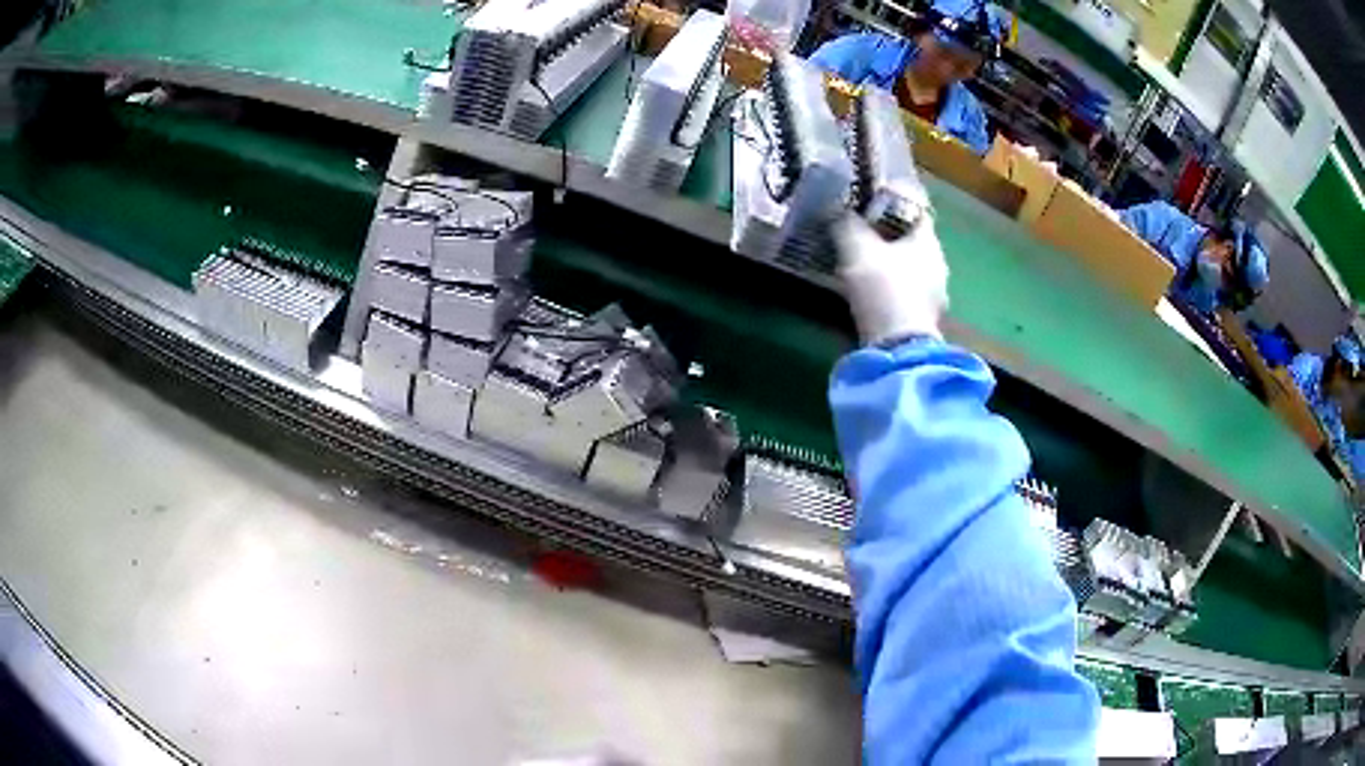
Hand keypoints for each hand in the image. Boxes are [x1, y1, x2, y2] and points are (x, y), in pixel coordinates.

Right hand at [833, 213, 949, 344]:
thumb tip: (839, 210)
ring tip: (860, 264)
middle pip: (911, 241)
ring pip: (908, 269)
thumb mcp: (857, 248)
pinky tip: (869, 293)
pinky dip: (889, 289)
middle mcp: (938, 265)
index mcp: (929, 241)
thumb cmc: (884, 287)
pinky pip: (904, 294)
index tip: (869, 203)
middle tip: (860, 232)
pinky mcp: (922, 320)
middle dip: (887, 236)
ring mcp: (934, 295)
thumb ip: (847, 224)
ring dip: (888, 265)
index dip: (892, 204)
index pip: (914, 211)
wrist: (898, 348)